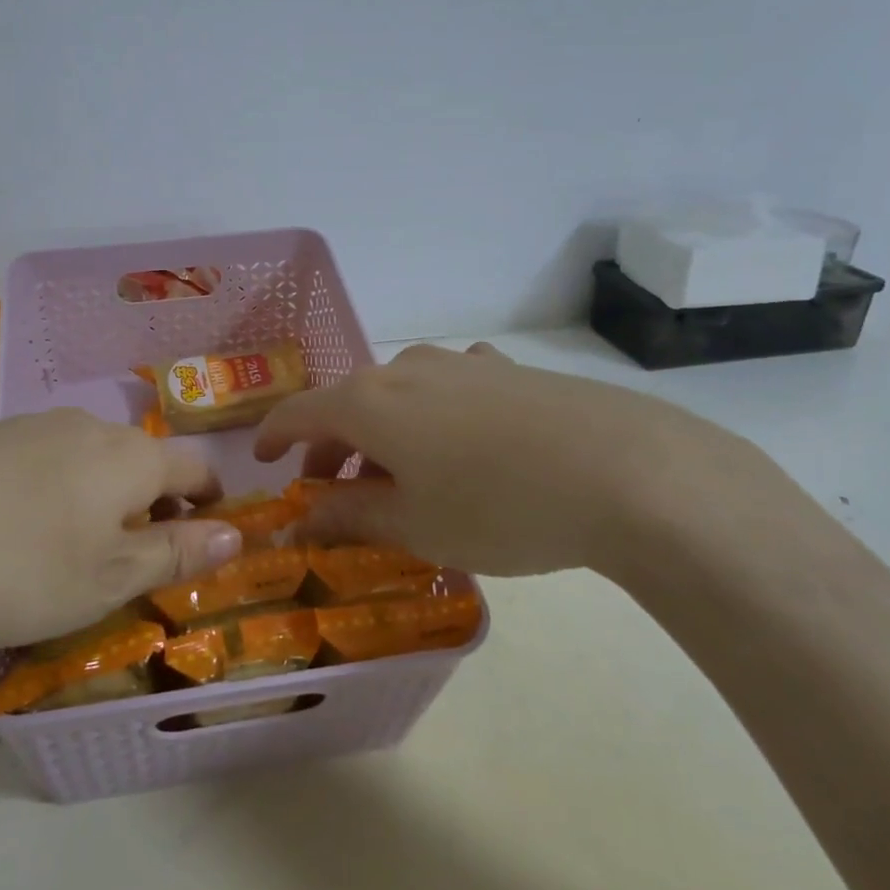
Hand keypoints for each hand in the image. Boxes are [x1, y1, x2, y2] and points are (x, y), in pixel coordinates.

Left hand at [0, 409, 241, 658]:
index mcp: (130, 455)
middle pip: (142, 459)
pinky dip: (57, 489)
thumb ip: (176, 552)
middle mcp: (88, 426)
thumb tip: (237, 532)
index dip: (210, 500)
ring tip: (75, 548)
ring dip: (103, 496)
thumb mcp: (109, 577)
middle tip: (135, 558)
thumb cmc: (20, 568)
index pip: (194, 466)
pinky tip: (18, 529)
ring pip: (92, 457)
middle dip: (153, 503)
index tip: (204, 536)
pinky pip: (45, 458)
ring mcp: (33, 425)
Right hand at [254, 342, 785, 578]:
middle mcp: (404, 370)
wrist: (625, 470)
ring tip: (402, 479)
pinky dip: (434, 417)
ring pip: (398, 396)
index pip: (297, 412)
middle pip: (347, 404)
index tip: (263, 464)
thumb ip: (349, 518)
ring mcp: (460, 363)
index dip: (272, 438)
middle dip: (332, 449)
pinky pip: (450, 388)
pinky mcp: (507, 370)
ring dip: (383, 435)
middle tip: (335, 496)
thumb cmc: (498, 506)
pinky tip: (462, 441)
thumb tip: (301, 521)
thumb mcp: (414, 525)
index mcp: (368, 402)